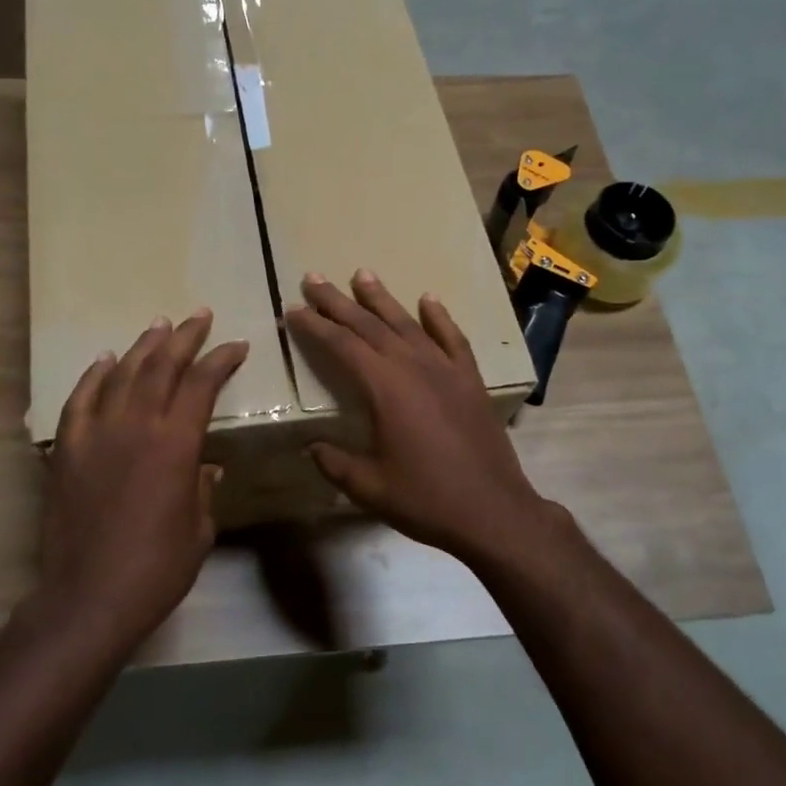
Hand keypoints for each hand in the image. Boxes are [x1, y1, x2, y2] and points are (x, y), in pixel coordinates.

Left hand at [38, 310, 247, 645]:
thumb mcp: (199, 529)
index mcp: (176, 443)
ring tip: (159, 326)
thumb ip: (203, 488)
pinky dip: (94, 376)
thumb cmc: (156, 569)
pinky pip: (80, 401)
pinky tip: (105, 361)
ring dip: (144, 347)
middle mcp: (136, 426)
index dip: (222, 359)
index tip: (237, 345)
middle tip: (199, 316)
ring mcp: (96, 434)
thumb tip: (205, 465)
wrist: (88, 597)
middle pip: (162, 366)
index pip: (202, 384)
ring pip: (122, 375)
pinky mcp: (66, 450)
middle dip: (185, 337)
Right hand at [285, 270, 553, 562]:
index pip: (342, 345)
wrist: (492, 511)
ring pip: (407, 324)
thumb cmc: (425, 499)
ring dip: (382, 299)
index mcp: (385, 388)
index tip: (293, 310)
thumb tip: (310, 447)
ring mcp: (446, 370)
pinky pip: (452, 338)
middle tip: (313, 278)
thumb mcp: (368, 487)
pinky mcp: (470, 380)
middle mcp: (414, 367)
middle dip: (338, 302)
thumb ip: (334, 462)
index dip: (315, 326)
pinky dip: (439, 317)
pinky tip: (428, 299)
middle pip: (369, 325)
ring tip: (362, 274)